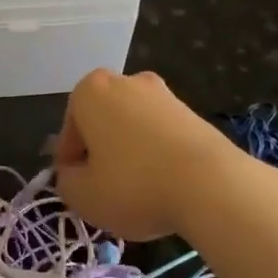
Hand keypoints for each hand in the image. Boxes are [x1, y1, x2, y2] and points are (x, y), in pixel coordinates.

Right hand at [52, 69, 247, 240]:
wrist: (211, 184)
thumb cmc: (133, 185)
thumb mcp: (82, 196)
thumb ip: (66, 181)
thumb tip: (73, 174)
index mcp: (91, 91)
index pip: (69, 131)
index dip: (70, 164)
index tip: (79, 189)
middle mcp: (126, 81)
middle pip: (102, 123)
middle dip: (101, 152)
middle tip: (105, 189)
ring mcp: (164, 94)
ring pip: (133, 128)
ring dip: (131, 153)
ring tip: (138, 191)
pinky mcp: (193, 113)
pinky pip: (162, 136)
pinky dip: (158, 156)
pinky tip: (164, 185)